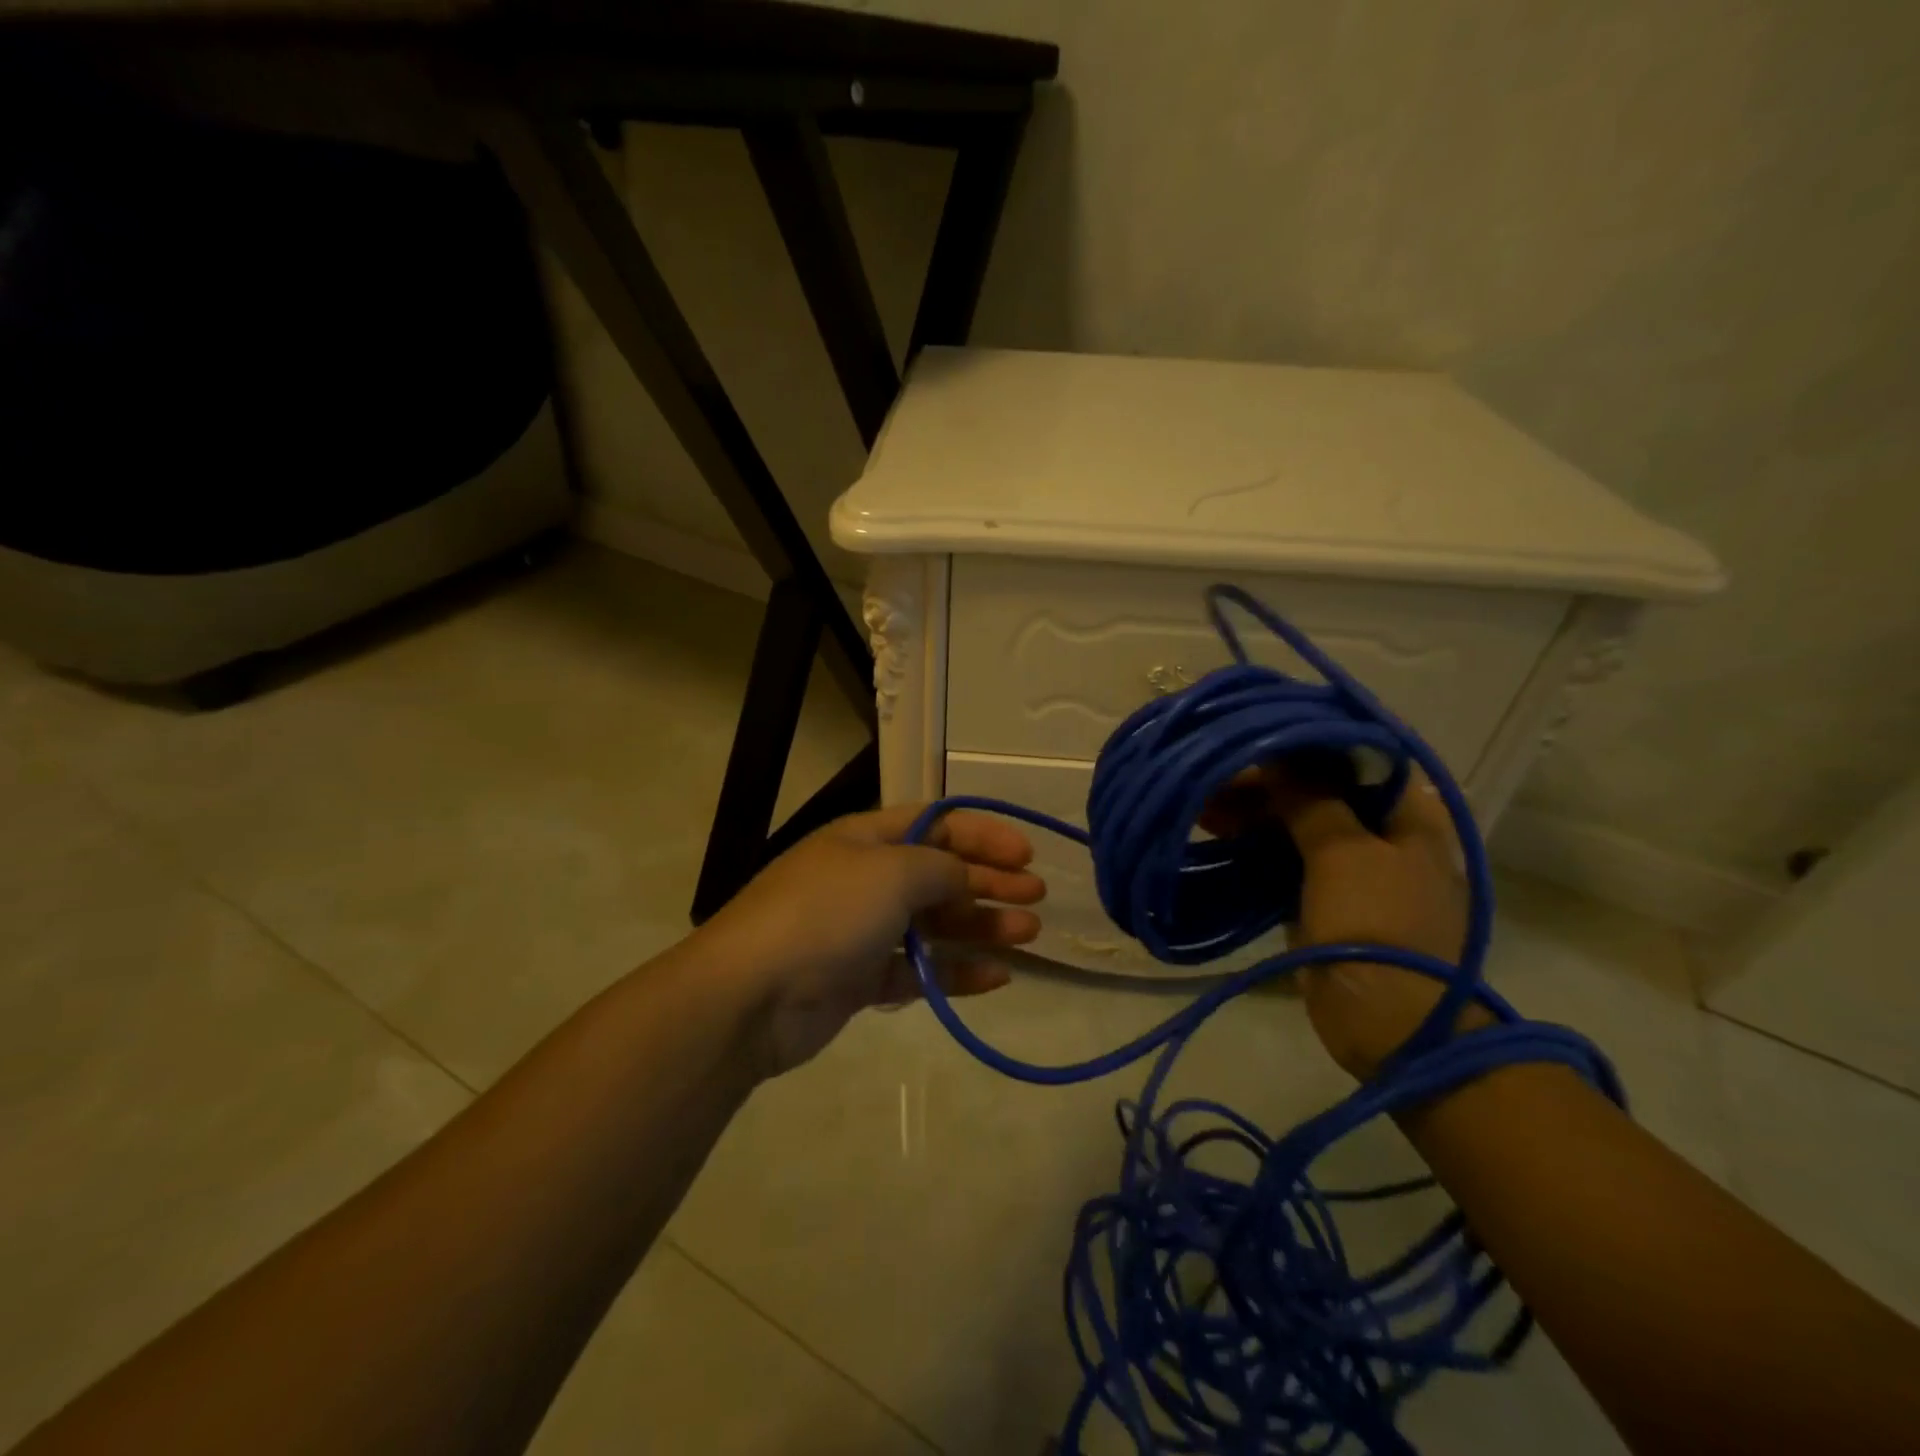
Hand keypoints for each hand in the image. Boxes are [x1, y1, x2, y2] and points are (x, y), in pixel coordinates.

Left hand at [698, 804, 1044, 1078]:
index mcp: (866, 838)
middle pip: (940, 873)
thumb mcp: (892, 872)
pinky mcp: (860, 978)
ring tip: (1028, 935)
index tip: (1026, 854)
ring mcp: (862, 930)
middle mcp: (865, 878)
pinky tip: (996, 977)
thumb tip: (965, 876)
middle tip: (1036, 898)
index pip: (935, 823)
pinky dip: (955, 972)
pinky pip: (919, 970)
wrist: (752, 995)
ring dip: (981, 926)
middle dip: (989, 881)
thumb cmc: (827, 913)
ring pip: (934, 923)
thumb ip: (941, 868)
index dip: (983, 834)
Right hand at [1204, 765, 1476, 1080]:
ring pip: (1295, 822)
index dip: (1304, 742)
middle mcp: (1385, 832)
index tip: (1255, 734)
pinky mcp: (1323, 896)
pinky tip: (1213, 829)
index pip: (1356, 756)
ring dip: (1252, 811)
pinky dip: (1252, 843)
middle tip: (1213, 773)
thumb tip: (1274, 754)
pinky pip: (1283, 856)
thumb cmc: (1377, 926)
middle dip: (1267, 781)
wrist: (1389, 1023)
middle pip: (1320, 789)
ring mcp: (1353, 867)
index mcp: (1410, 814)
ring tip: (1200, 800)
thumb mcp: (1345, 853)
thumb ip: (1311, 797)